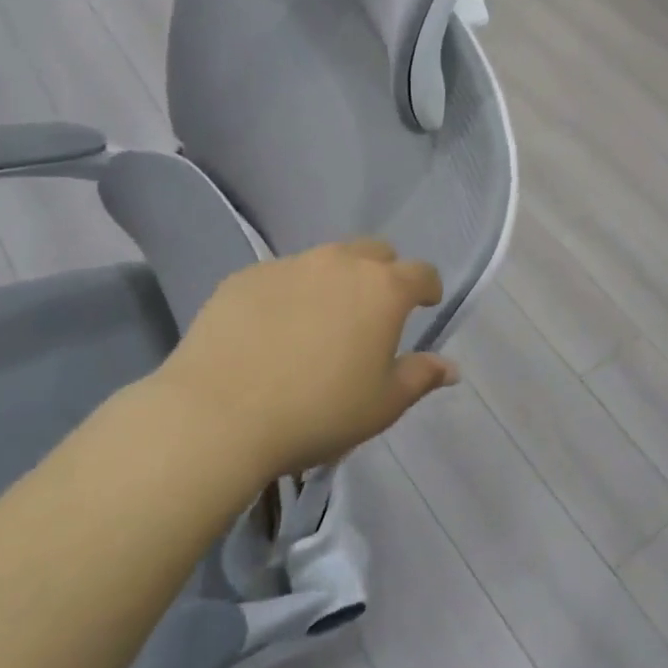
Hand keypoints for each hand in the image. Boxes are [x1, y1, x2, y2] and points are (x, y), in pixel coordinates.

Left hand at [146, 239, 455, 477]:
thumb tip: (450, 367)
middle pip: (374, 252)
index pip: (421, 272)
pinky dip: (288, 294)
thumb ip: (420, 377)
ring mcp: (289, 264)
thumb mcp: (382, 405)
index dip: (428, 288)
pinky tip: (270, 332)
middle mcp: (339, 263)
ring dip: (334, 282)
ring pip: (325, 261)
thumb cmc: (317, 412)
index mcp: (383, 289)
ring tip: (318, 323)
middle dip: (383, 273)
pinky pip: (280, 276)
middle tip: (372, 312)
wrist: (217, 414)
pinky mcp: (245, 276)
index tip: (426, 304)